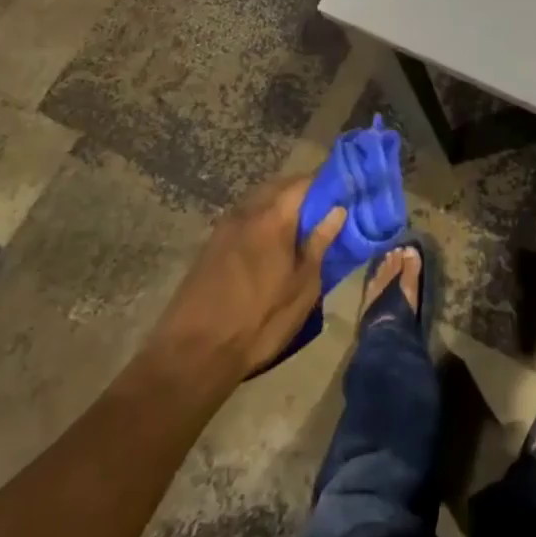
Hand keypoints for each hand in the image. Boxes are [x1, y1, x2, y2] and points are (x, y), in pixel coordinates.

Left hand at [150, 177, 343, 382]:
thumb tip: (338, 210)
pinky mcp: (209, 246)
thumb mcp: (302, 287)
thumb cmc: (260, 321)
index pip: (303, 182)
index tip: (342, 194)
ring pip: (258, 202)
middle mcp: (246, 212)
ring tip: (298, 230)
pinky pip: (243, 220)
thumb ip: (319, 244)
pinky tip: (269, 246)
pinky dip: (260, 222)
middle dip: (302, 193)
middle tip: (323, 213)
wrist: (193, 354)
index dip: (325, 184)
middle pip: (278, 187)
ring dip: (279, 207)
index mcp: (273, 217)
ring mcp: (223, 228)